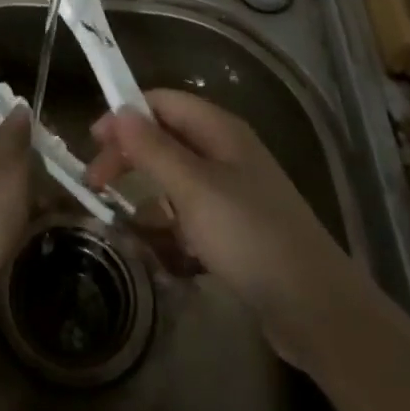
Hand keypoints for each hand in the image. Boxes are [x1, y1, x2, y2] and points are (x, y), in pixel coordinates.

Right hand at [86, 90, 344, 351]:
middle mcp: (228, 152)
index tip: (93, 142)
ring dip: (149, 194)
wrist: (317, 308)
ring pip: (178, 178)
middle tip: (96, 185)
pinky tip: (163, 250)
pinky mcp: (239, 229)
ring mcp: (235, 192)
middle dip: (131, 157)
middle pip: (167, 138)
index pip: (163, 102)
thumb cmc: (249, 236)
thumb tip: (119, 112)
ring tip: (125, 221)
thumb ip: (153, 149)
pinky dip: (173, 225)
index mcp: (220, 130)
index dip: (126, 115)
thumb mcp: (192, 189)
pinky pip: (193, 214)